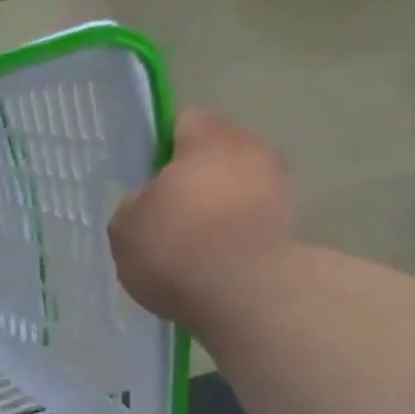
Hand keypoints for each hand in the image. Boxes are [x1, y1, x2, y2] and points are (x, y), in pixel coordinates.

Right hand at [109, 108, 293, 325]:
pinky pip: (250, 216)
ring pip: (237, 184)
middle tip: (165, 209)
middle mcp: (252, 150)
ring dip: (216, 204)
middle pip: (218, 152)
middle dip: (195, 175)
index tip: (146, 175)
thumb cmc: (174, 246)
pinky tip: (210, 257)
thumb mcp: (124, 227)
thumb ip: (133, 205)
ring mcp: (278, 186)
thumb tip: (146, 201)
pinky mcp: (290, 223)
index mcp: (209, 140)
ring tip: (188, 238)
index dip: (162, 145)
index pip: (186, 121)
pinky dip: (233, 230)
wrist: (242, 292)